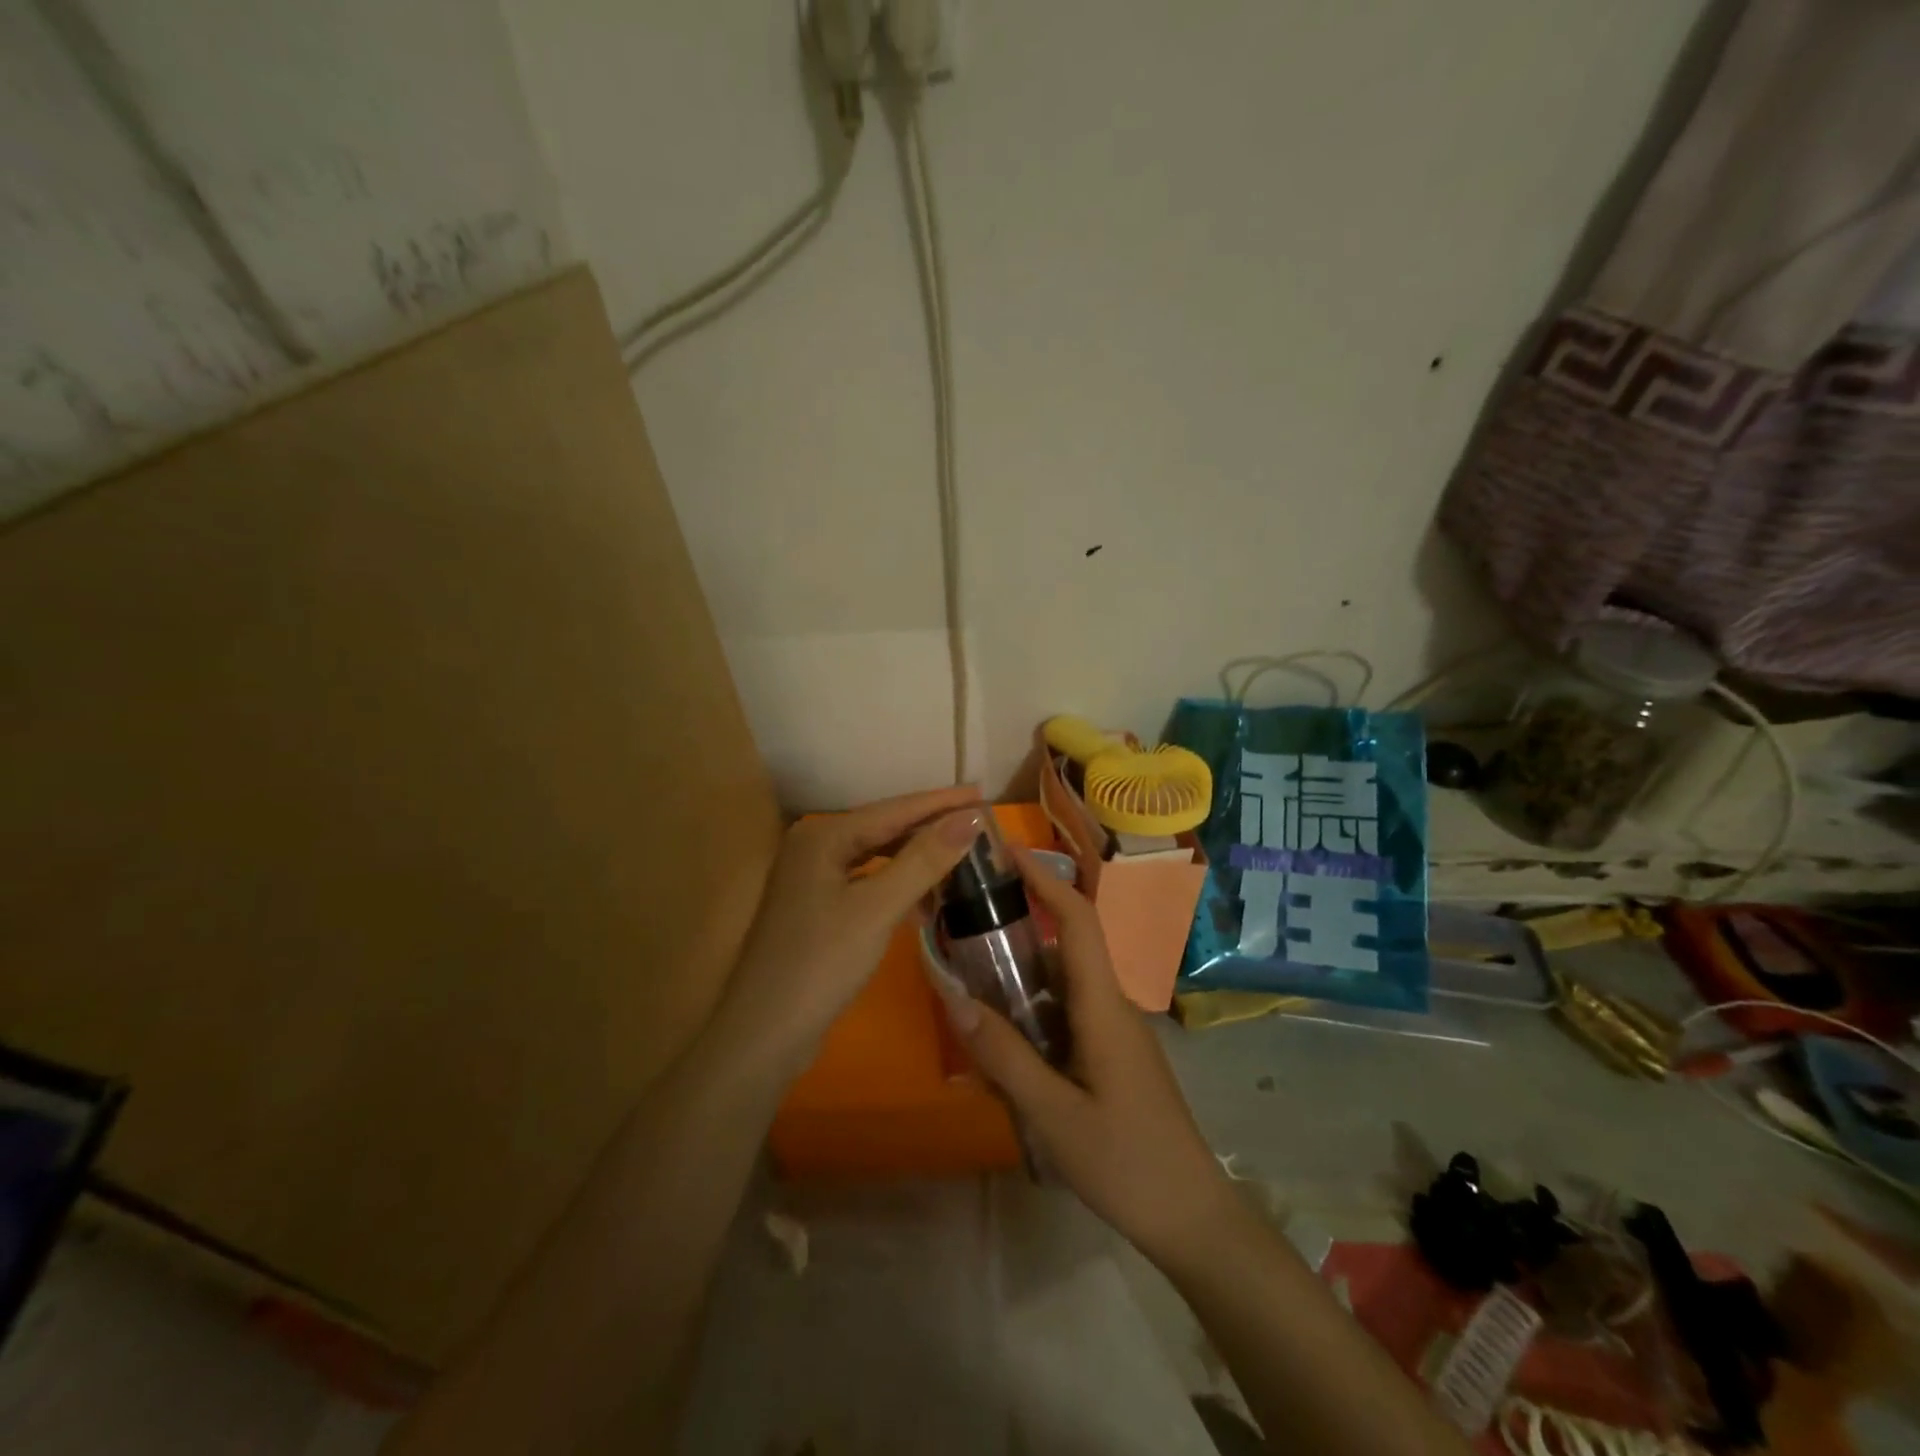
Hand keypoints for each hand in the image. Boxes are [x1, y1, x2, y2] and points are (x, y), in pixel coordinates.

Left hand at [716, 786, 984, 1074]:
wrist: (765, 1034)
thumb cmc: (821, 963)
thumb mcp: (878, 908)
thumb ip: (924, 860)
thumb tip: (971, 818)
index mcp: (823, 836)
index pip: (894, 809)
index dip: (941, 802)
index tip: (982, 794)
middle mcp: (814, 846)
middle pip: (884, 827)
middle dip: (930, 826)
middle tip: (978, 822)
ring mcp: (812, 877)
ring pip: (876, 855)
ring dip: (916, 856)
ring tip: (960, 853)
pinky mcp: (817, 906)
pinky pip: (867, 880)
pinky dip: (897, 883)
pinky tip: (925, 895)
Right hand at [948, 849, 1237, 1262]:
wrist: (1192, 1218)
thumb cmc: (1128, 1162)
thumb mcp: (1055, 1115)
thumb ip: (1005, 1056)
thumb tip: (955, 998)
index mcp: (1104, 1005)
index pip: (1080, 919)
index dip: (1045, 879)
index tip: (1006, 851)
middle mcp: (1111, 1005)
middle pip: (1066, 945)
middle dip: (1019, 923)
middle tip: (965, 920)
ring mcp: (1114, 1031)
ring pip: (1062, 983)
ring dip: (1021, 973)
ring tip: (969, 977)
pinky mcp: (1110, 1055)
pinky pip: (1066, 1015)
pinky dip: (1032, 1012)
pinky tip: (1001, 1040)